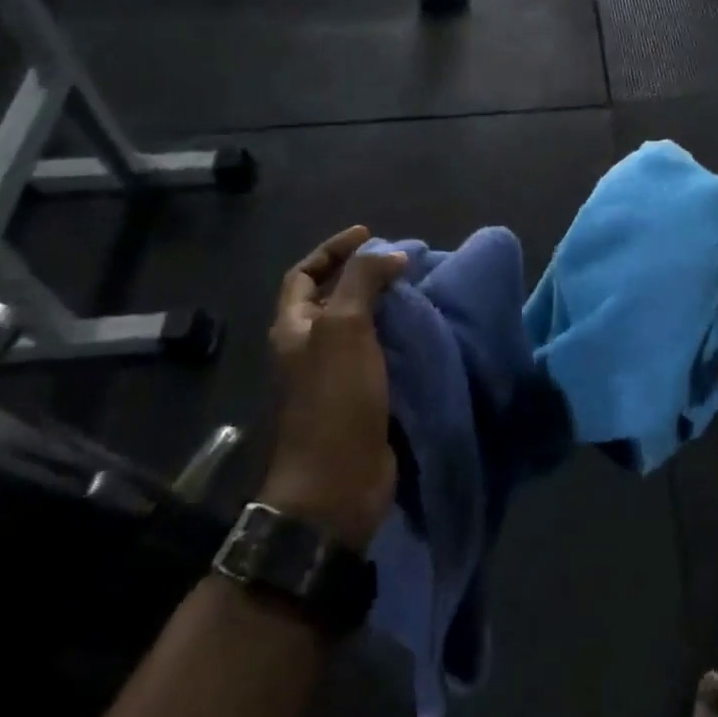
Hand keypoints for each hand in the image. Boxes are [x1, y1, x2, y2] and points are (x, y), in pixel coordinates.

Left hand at [262, 226, 407, 550]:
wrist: (337, 483)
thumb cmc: (334, 400)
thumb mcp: (344, 328)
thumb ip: (363, 282)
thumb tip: (390, 254)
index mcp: (293, 328)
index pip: (304, 274)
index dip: (333, 249)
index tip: (370, 233)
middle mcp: (309, 348)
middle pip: (331, 297)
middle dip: (363, 274)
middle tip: (402, 260)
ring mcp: (335, 374)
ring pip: (360, 325)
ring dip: (385, 303)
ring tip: (418, 287)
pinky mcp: (362, 396)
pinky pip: (380, 352)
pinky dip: (399, 334)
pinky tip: (423, 328)